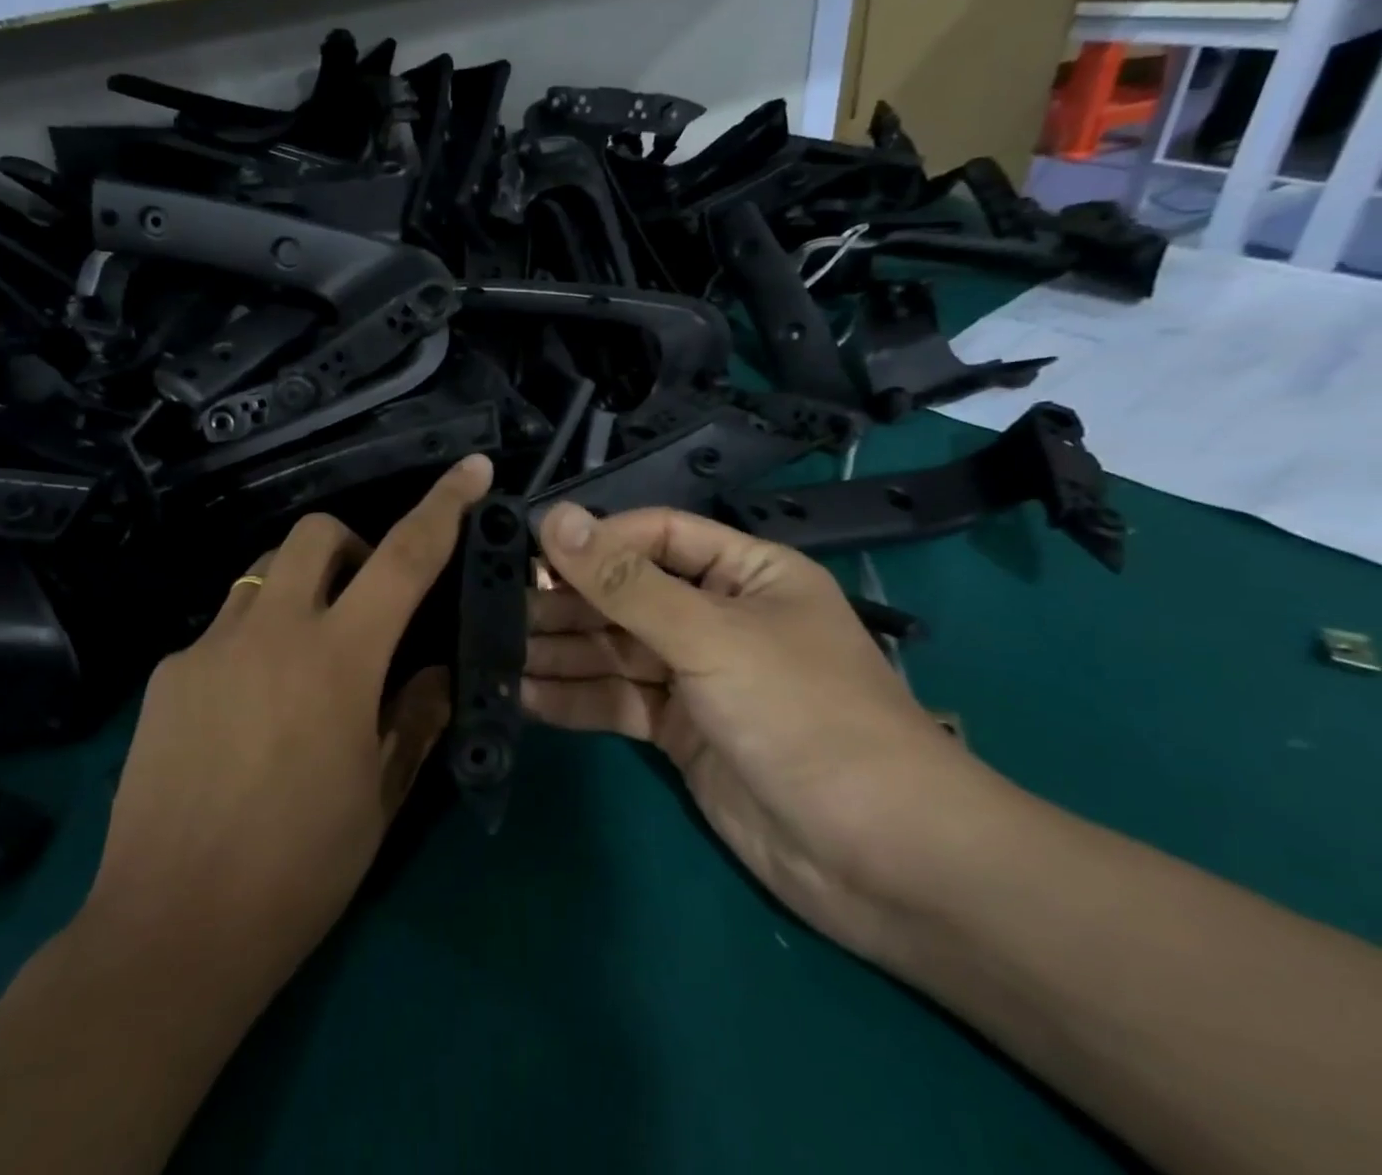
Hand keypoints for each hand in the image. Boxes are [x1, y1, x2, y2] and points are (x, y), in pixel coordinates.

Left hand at [85, 455, 493, 998]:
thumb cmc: (299, 870)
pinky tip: (245, 713)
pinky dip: (251, 645)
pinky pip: (222, 630)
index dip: (443, 506)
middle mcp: (271, 631)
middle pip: (315, 533)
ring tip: (303, 661)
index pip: (404, 557)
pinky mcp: (167, 673)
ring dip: (298, 592)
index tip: (470, 468)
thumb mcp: (379, 796)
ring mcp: (209, 647)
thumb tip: (433, 668)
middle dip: (350, 545)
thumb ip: (414, 716)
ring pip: (263, 574)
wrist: (171, 930)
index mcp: (338, 659)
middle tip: (363, 602)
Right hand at [526, 503, 991, 957]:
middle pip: (627, 595)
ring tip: (497, 652)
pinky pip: (619, 701)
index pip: (655, 536)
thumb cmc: (804, 717)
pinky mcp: (682, 732)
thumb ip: (624, 582)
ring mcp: (699, 678)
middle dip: (567, 603)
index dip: (595, 542)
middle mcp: (718, 617)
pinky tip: (524, 697)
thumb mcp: (710, 637)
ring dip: (560, 652)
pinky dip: (575, 699)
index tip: (529, 554)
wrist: (885, 862)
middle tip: (498, 608)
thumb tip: (554, 518)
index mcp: (745, 573)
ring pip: (615, 651)